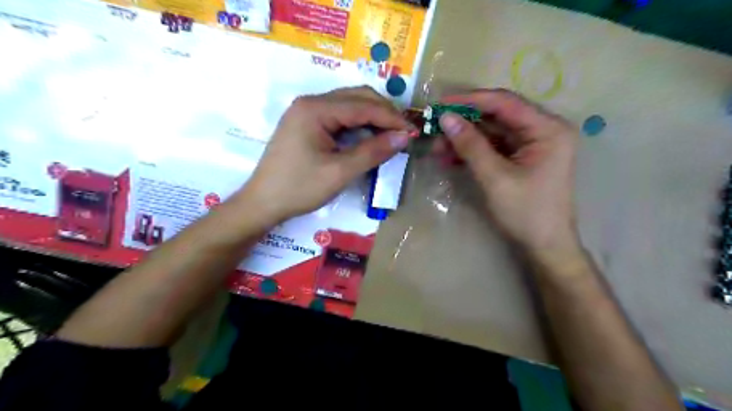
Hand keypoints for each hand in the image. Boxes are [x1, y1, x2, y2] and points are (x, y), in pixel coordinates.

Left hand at [238, 84, 413, 224]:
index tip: (413, 132)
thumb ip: (373, 152)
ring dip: (372, 117)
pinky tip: (368, 137)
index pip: (363, 105)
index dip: (391, 118)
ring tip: (390, 135)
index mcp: (316, 109)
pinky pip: (339, 116)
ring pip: (349, 105)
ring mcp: (306, 111)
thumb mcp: (340, 172)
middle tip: (403, 133)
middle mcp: (311, 102)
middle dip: (384, 113)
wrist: (263, 203)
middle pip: (357, 97)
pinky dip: (358, 124)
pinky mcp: (306, 123)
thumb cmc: (299, 188)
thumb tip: (404, 137)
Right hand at [434, 88, 583, 252]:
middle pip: (498, 116)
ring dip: (465, 138)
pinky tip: (450, 157)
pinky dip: (472, 151)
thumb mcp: (495, 178)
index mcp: (548, 129)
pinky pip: (493, 147)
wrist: (544, 246)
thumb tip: (445, 118)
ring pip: (492, 132)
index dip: (470, 100)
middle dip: (465, 122)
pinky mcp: (521, 158)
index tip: (440, 103)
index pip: (505, 102)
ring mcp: (532, 144)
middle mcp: (543, 130)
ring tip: (437, 146)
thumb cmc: (526, 213)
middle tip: (435, 127)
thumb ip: (471, 145)